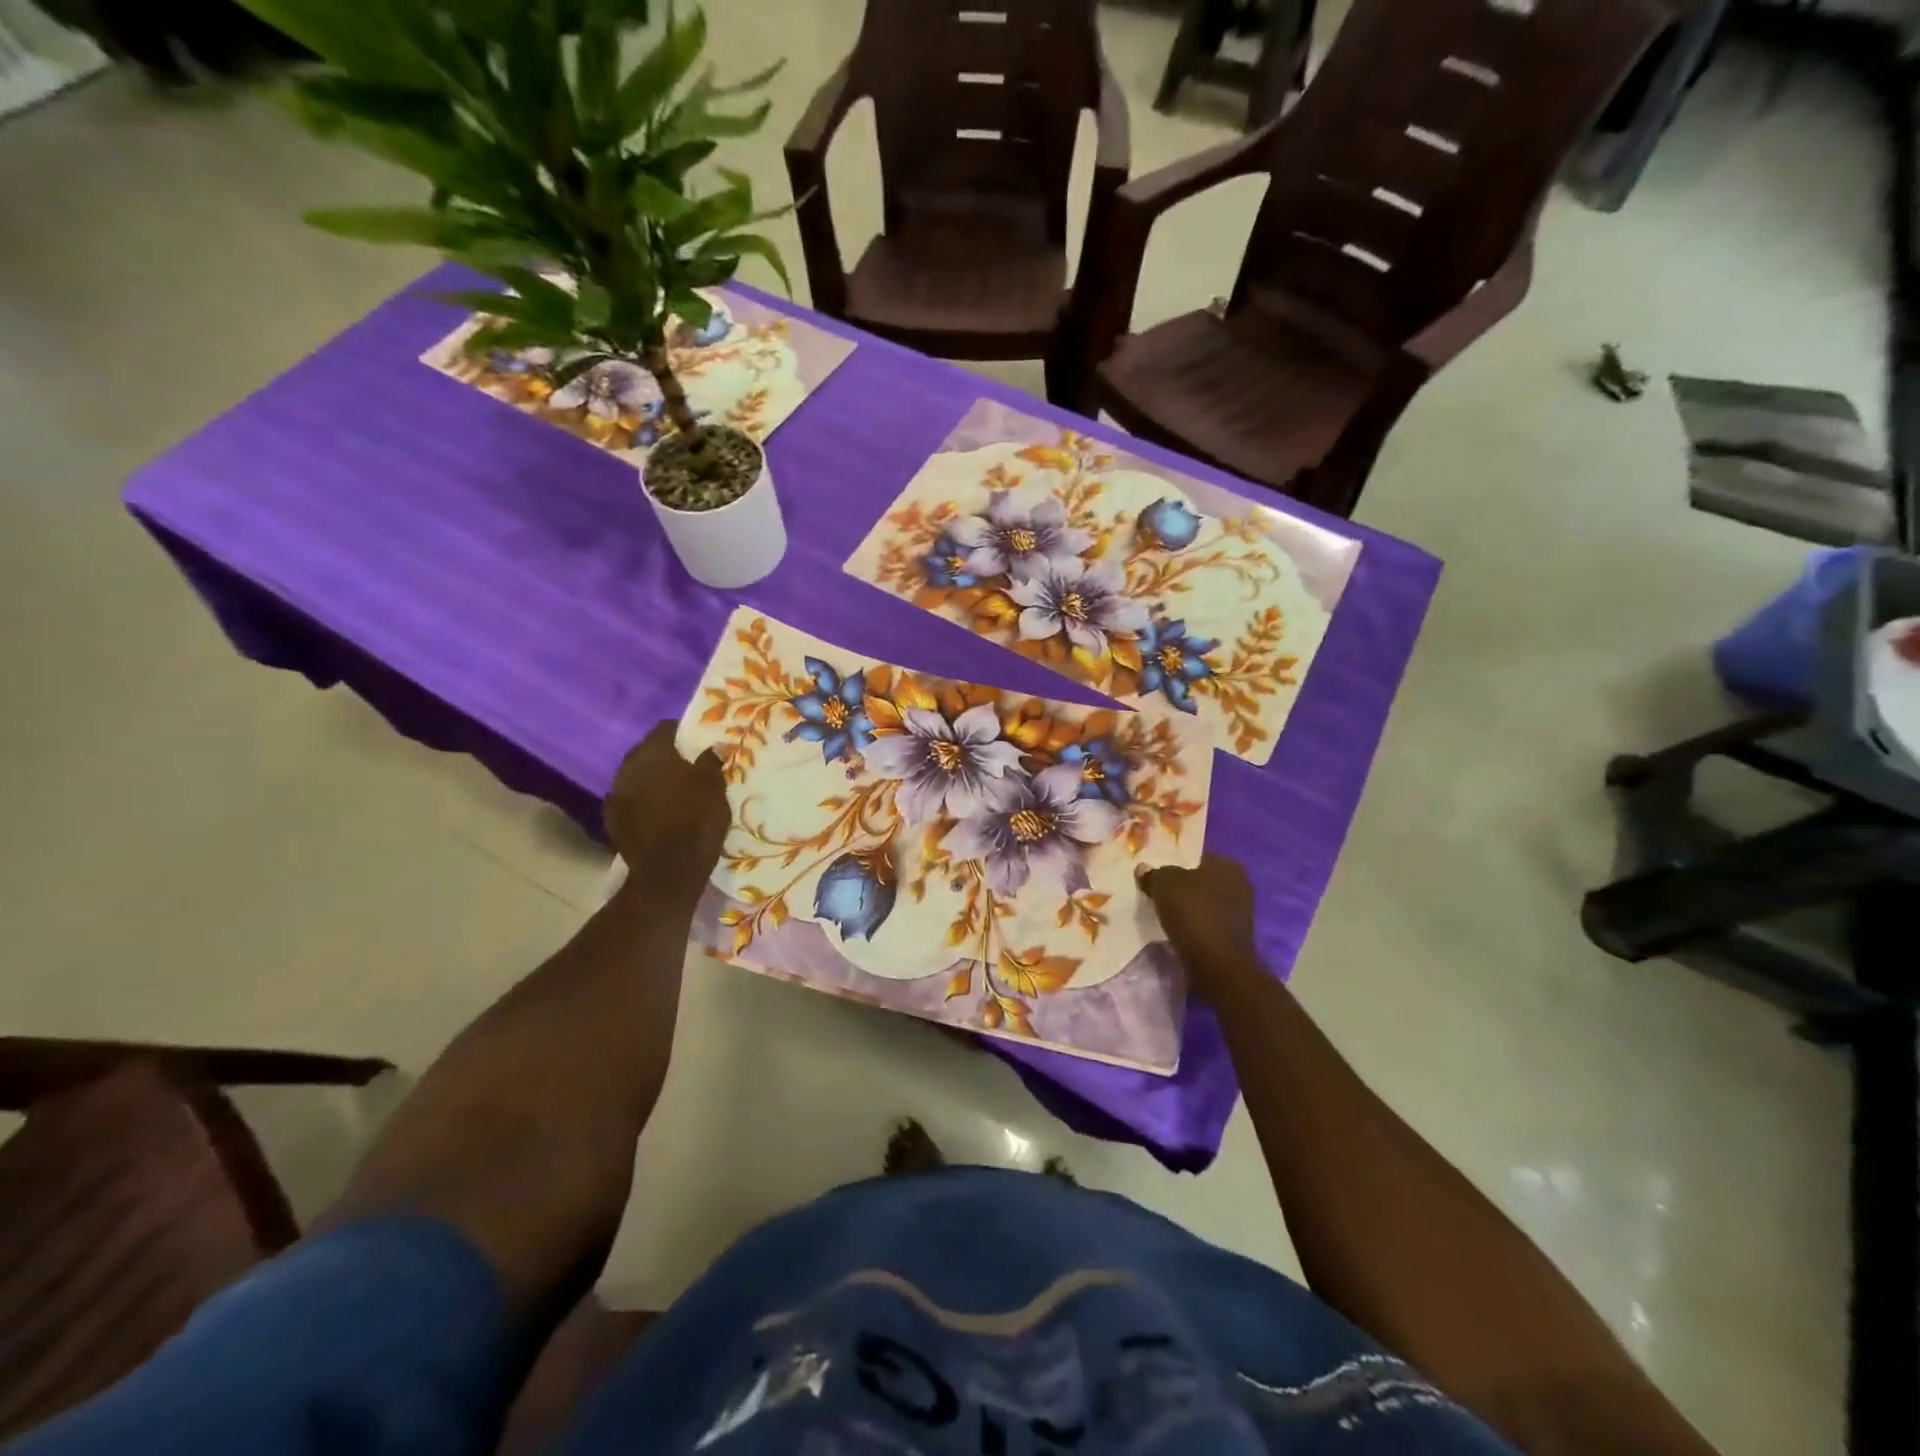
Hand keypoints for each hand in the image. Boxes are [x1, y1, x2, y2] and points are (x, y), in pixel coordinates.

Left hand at [604, 722, 729, 895]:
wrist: (668, 871)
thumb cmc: (697, 822)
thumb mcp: (715, 789)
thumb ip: (710, 763)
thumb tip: (711, 747)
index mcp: (655, 754)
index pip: (664, 729)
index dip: (681, 733)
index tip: (696, 743)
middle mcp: (629, 767)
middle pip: (646, 751)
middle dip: (663, 756)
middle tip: (685, 767)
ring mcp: (615, 793)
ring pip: (634, 775)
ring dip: (650, 778)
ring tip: (671, 791)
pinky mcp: (610, 817)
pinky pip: (627, 799)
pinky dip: (640, 800)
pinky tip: (655, 812)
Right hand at [1139, 853, 1260, 998]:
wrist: (1218, 965)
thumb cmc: (1193, 914)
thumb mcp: (1163, 884)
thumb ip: (1154, 874)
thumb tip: (1144, 869)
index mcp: (1227, 864)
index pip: (1196, 856)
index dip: (1174, 863)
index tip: (1156, 874)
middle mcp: (1239, 884)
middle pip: (1201, 880)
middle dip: (1182, 886)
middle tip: (1157, 893)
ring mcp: (1240, 912)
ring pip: (1204, 903)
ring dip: (1188, 908)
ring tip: (1163, 914)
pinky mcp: (1234, 936)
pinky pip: (1207, 923)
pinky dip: (1194, 926)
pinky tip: (1177, 931)